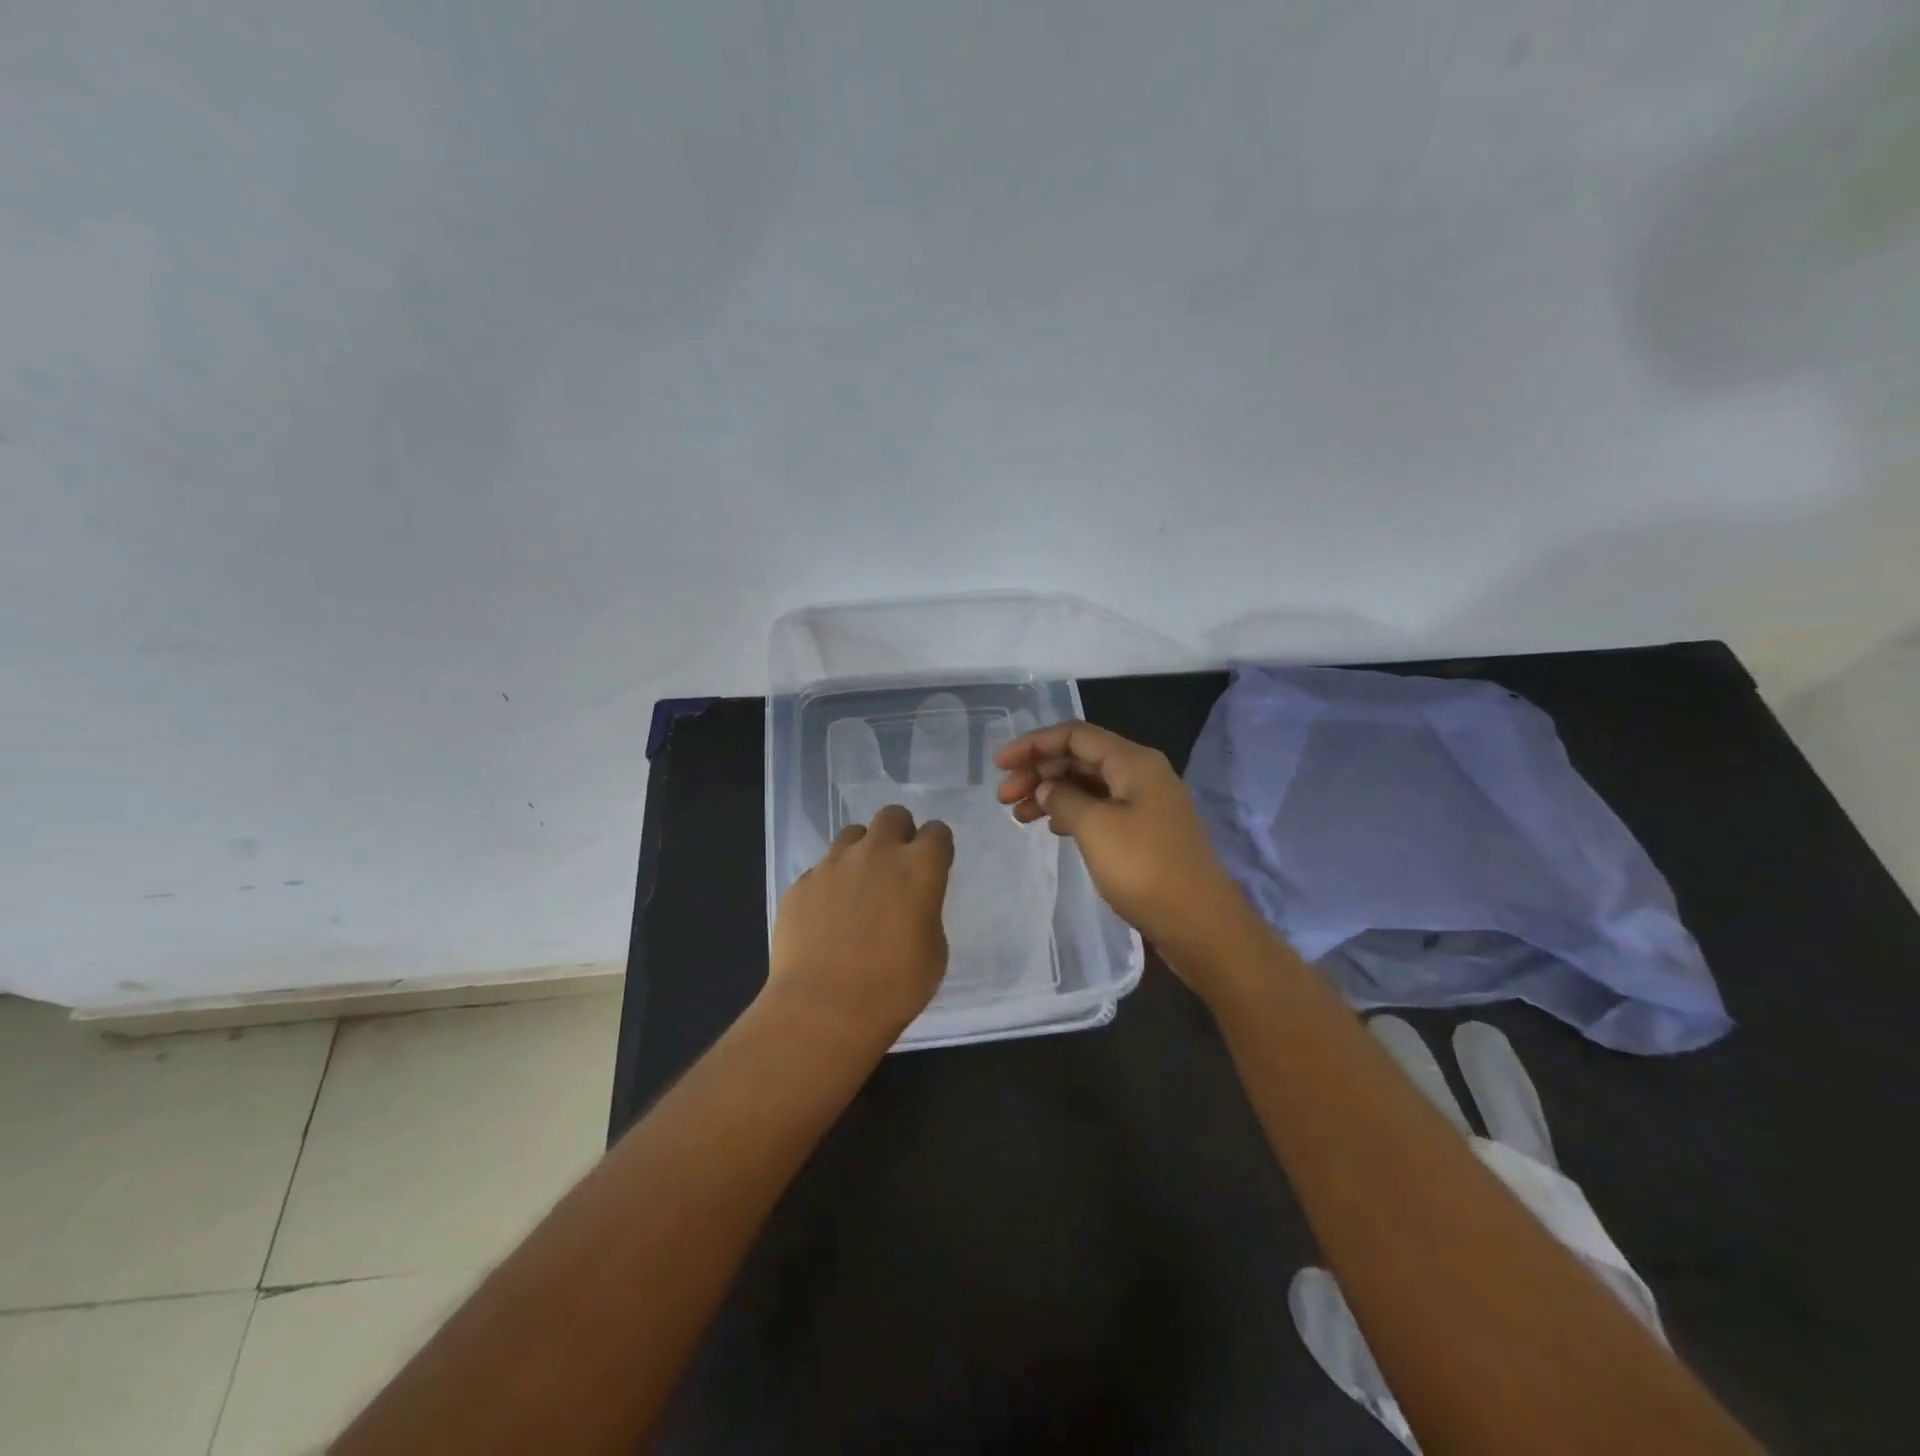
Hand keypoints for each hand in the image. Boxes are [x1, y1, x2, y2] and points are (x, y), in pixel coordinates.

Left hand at [766, 804, 954, 1043]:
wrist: (824, 1008)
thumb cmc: (894, 987)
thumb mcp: (934, 950)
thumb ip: (925, 912)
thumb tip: (910, 906)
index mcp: (919, 867)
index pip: (937, 832)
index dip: (937, 847)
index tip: (934, 866)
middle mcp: (877, 852)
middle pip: (892, 816)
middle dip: (899, 833)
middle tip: (896, 867)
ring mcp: (833, 864)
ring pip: (852, 835)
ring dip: (861, 852)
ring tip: (858, 887)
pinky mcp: (801, 883)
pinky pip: (821, 870)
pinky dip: (829, 884)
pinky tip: (827, 917)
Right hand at [995, 720, 1256, 974]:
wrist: (1200, 924)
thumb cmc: (1144, 868)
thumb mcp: (1095, 828)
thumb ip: (1063, 799)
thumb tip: (1048, 789)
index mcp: (1133, 761)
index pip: (1074, 735)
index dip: (1033, 744)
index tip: (999, 765)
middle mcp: (1141, 774)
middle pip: (1080, 758)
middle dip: (1039, 771)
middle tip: (1004, 798)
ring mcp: (1146, 804)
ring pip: (1088, 785)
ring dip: (1051, 794)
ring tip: (1018, 816)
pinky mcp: (1145, 832)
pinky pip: (1100, 809)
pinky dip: (1071, 813)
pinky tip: (1052, 828)